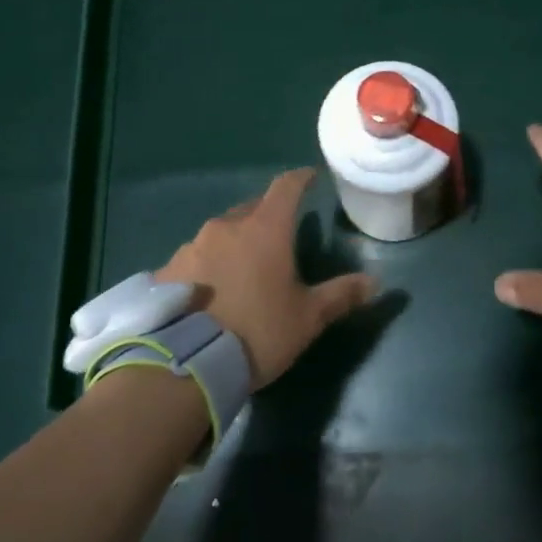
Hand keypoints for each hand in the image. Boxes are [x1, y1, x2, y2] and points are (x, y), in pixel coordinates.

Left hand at [157, 167, 375, 388]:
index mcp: (265, 230)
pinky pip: (195, 257)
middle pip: (252, 208)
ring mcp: (192, 246)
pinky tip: (211, 289)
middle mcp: (226, 227)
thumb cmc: (257, 332)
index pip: (286, 188)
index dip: (300, 179)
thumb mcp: (307, 318)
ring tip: (243, 268)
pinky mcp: (167, 270)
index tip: (310, 177)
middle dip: (267, 214)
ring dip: (235, 242)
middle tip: (279, 233)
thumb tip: (374, 282)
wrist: (185, 364)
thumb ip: (340, 295)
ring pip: (221, 233)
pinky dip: (208, 264)